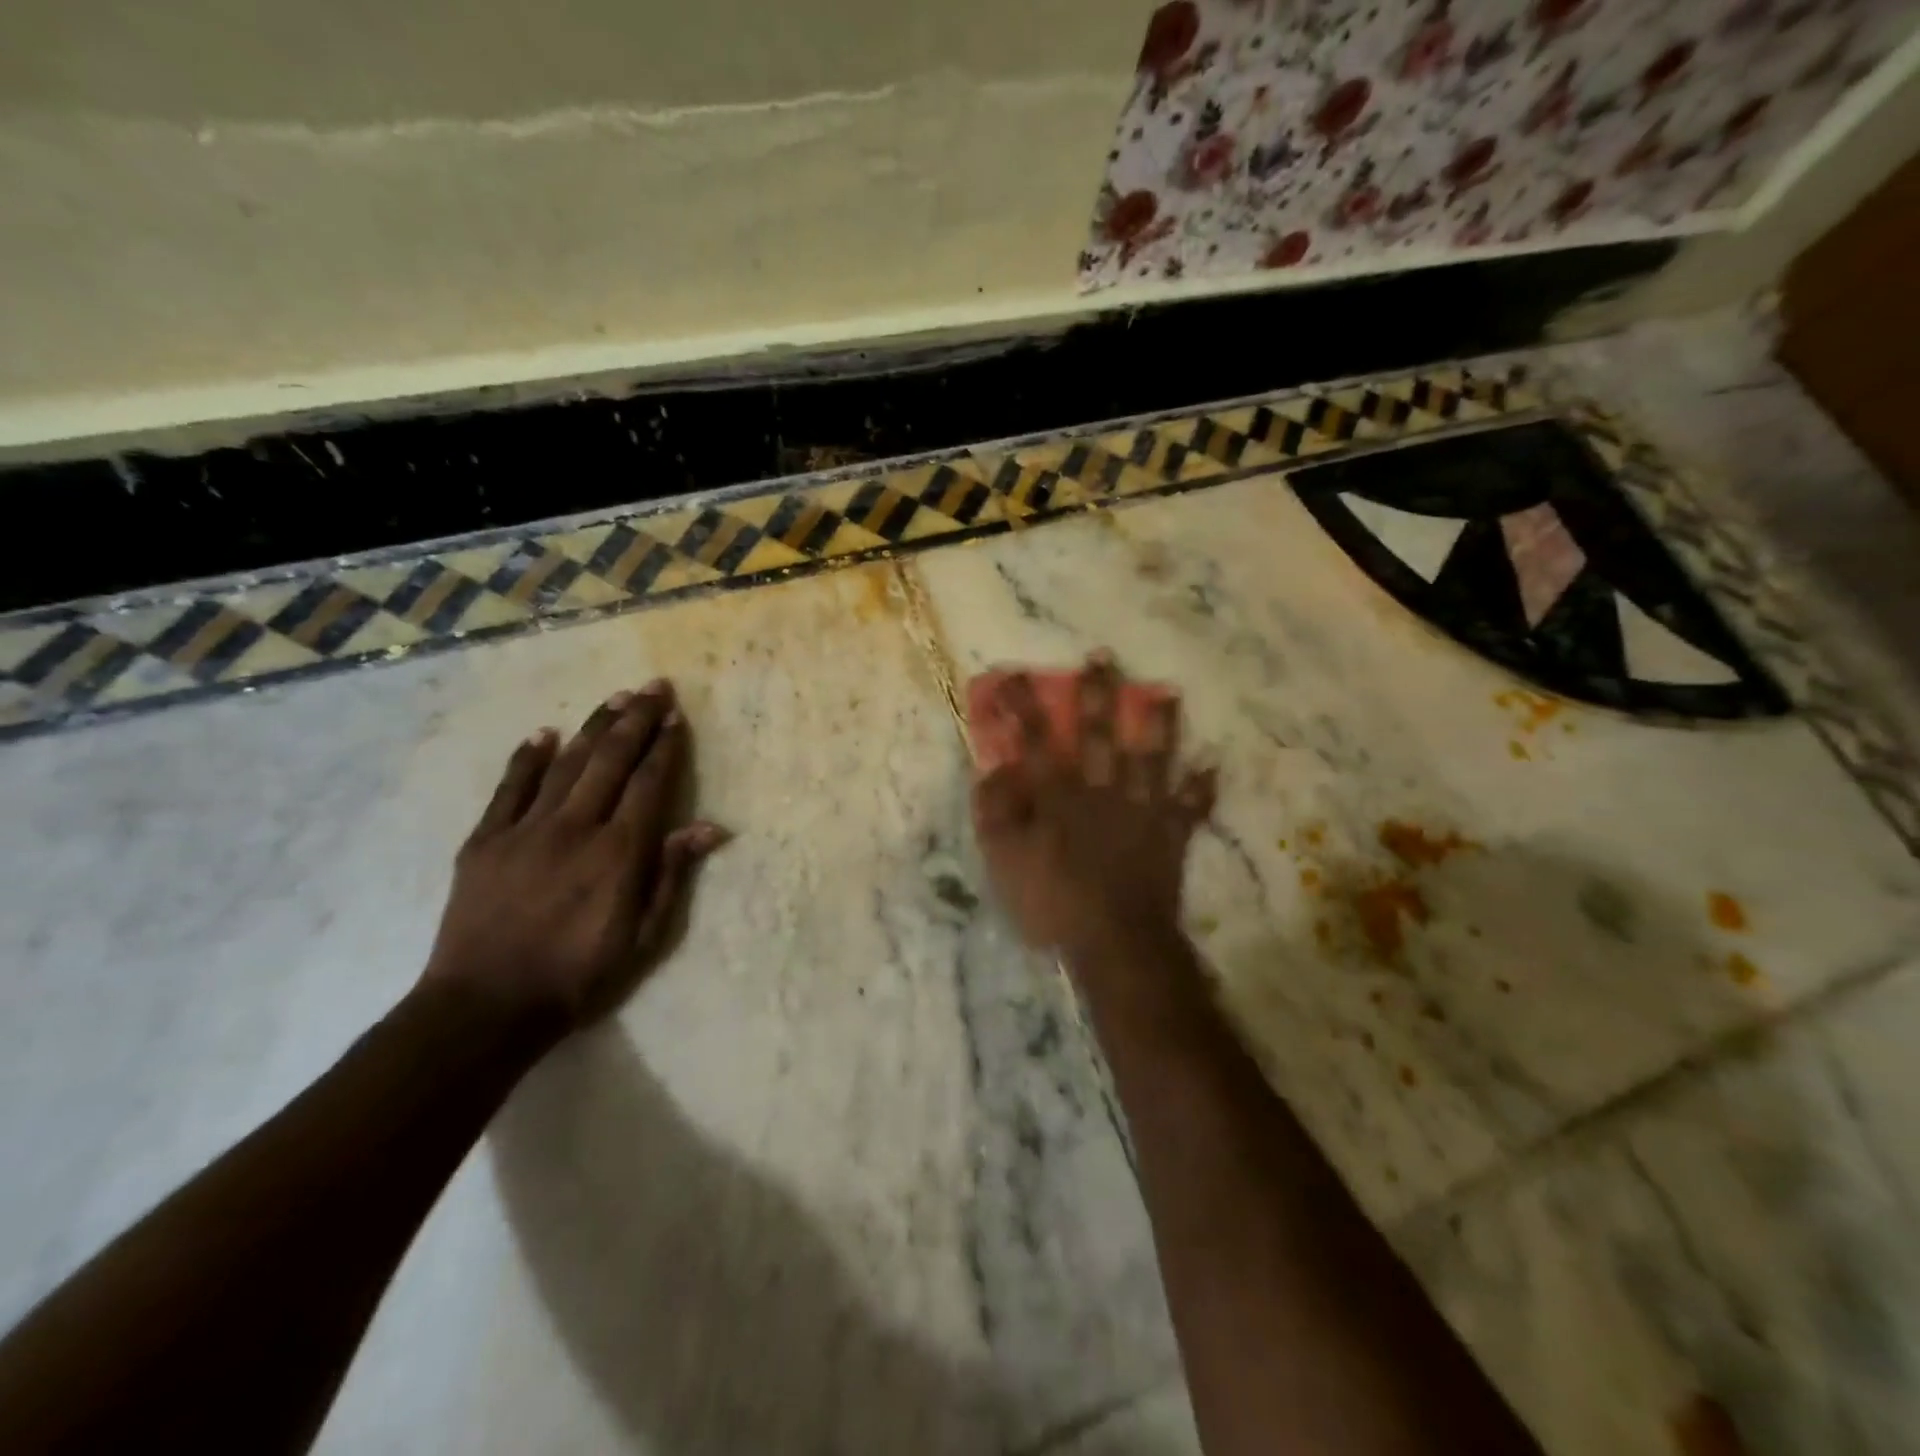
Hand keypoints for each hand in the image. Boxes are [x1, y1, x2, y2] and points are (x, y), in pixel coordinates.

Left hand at [420, 680, 727, 1026]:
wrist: (486, 1007)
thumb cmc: (579, 976)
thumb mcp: (644, 936)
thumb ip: (672, 874)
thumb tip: (709, 827)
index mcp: (619, 852)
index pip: (650, 784)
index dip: (665, 746)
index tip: (676, 716)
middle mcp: (576, 828)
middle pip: (611, 760)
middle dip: (635, 719)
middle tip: (653, 687)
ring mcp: (525, 830)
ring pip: (567, 764)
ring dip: (593, 727)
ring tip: (614, 697)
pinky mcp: (484, 841)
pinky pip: (510, 788)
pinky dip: (528, 758)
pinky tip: (544, 733)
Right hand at [971, 653, 1214, 966]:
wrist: (1115, 940)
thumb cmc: (1052, 901)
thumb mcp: (1003, 860)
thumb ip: (995, 811)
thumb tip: (994, 769)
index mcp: (1059, 794)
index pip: (1035, 739)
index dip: (1022, 705)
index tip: (1014, 673)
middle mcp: (1102, 790)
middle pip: (1099, 733)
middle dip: (1098, 694)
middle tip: (1105, 657)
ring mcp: (1142, 810)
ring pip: (1153, 757)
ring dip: (1161, 724)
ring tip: (1169, 693)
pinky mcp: (1170, 834)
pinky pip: (1191, 807)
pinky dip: (1203, 787)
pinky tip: (1214, 765)